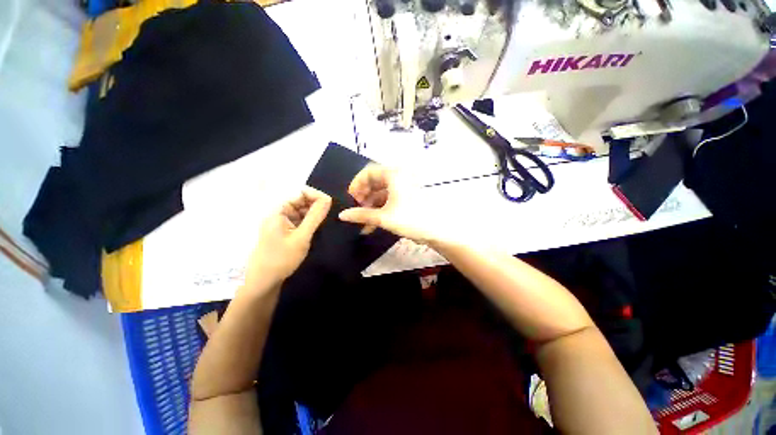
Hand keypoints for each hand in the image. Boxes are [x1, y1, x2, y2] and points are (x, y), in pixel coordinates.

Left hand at [244, 187, 331, 292]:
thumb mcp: (302, 237)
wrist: (264, 281)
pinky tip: (315, 228)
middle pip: (300, 200)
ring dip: (313, 213)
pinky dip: (308, 221)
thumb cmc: (282, 258)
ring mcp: (281, 222)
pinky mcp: (284, 231)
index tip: (329, 204)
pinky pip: (299, 220)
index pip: (299, 193)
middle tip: (328, 215)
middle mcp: (278, 213)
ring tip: (323, 222)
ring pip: (301, 211)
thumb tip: (328, 199)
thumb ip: (315, 217)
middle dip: (315, 204)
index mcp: (278, 211)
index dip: (315, 195)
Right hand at [338, 164, 440, 243]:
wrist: (438, 231)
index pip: (368, 172)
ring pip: (380, 193)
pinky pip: (388, 200)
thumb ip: (361, 215)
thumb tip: (342, 215)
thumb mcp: (384, 217)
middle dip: (363, 197)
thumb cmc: (411, 219)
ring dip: (370, 206)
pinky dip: (379, 210)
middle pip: (374, 183)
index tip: (351, 199)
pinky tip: (372, 224)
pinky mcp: (406, 198)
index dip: (356, 184)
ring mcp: (403, 188)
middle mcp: (398, 177)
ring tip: (363, 221)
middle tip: (356, 211)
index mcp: (393, 174)